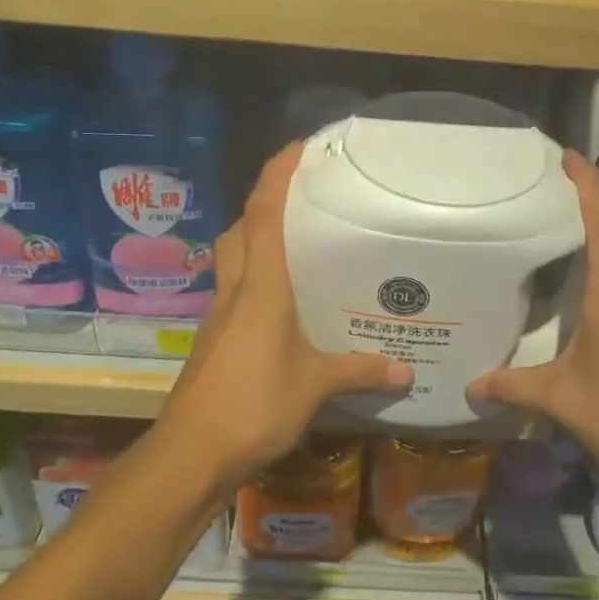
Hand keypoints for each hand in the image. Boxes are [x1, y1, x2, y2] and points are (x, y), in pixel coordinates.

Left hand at [153, 142, 411, 486]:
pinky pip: (234, 293)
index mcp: (260, 285)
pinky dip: (253, 281)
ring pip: (231, 260)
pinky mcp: (213, 341)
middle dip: (263, 204)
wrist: (192, 452)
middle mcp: (234, 290)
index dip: (277, 174)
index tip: (298, 147)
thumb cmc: (254, 403)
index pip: (264, 213)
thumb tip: (406, 373)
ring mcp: (218, 317)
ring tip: (295, 246)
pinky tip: (282, 305)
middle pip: (240, 230)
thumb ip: (360, 371)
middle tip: (301, 201)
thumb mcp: (315, 385)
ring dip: (254, 240)